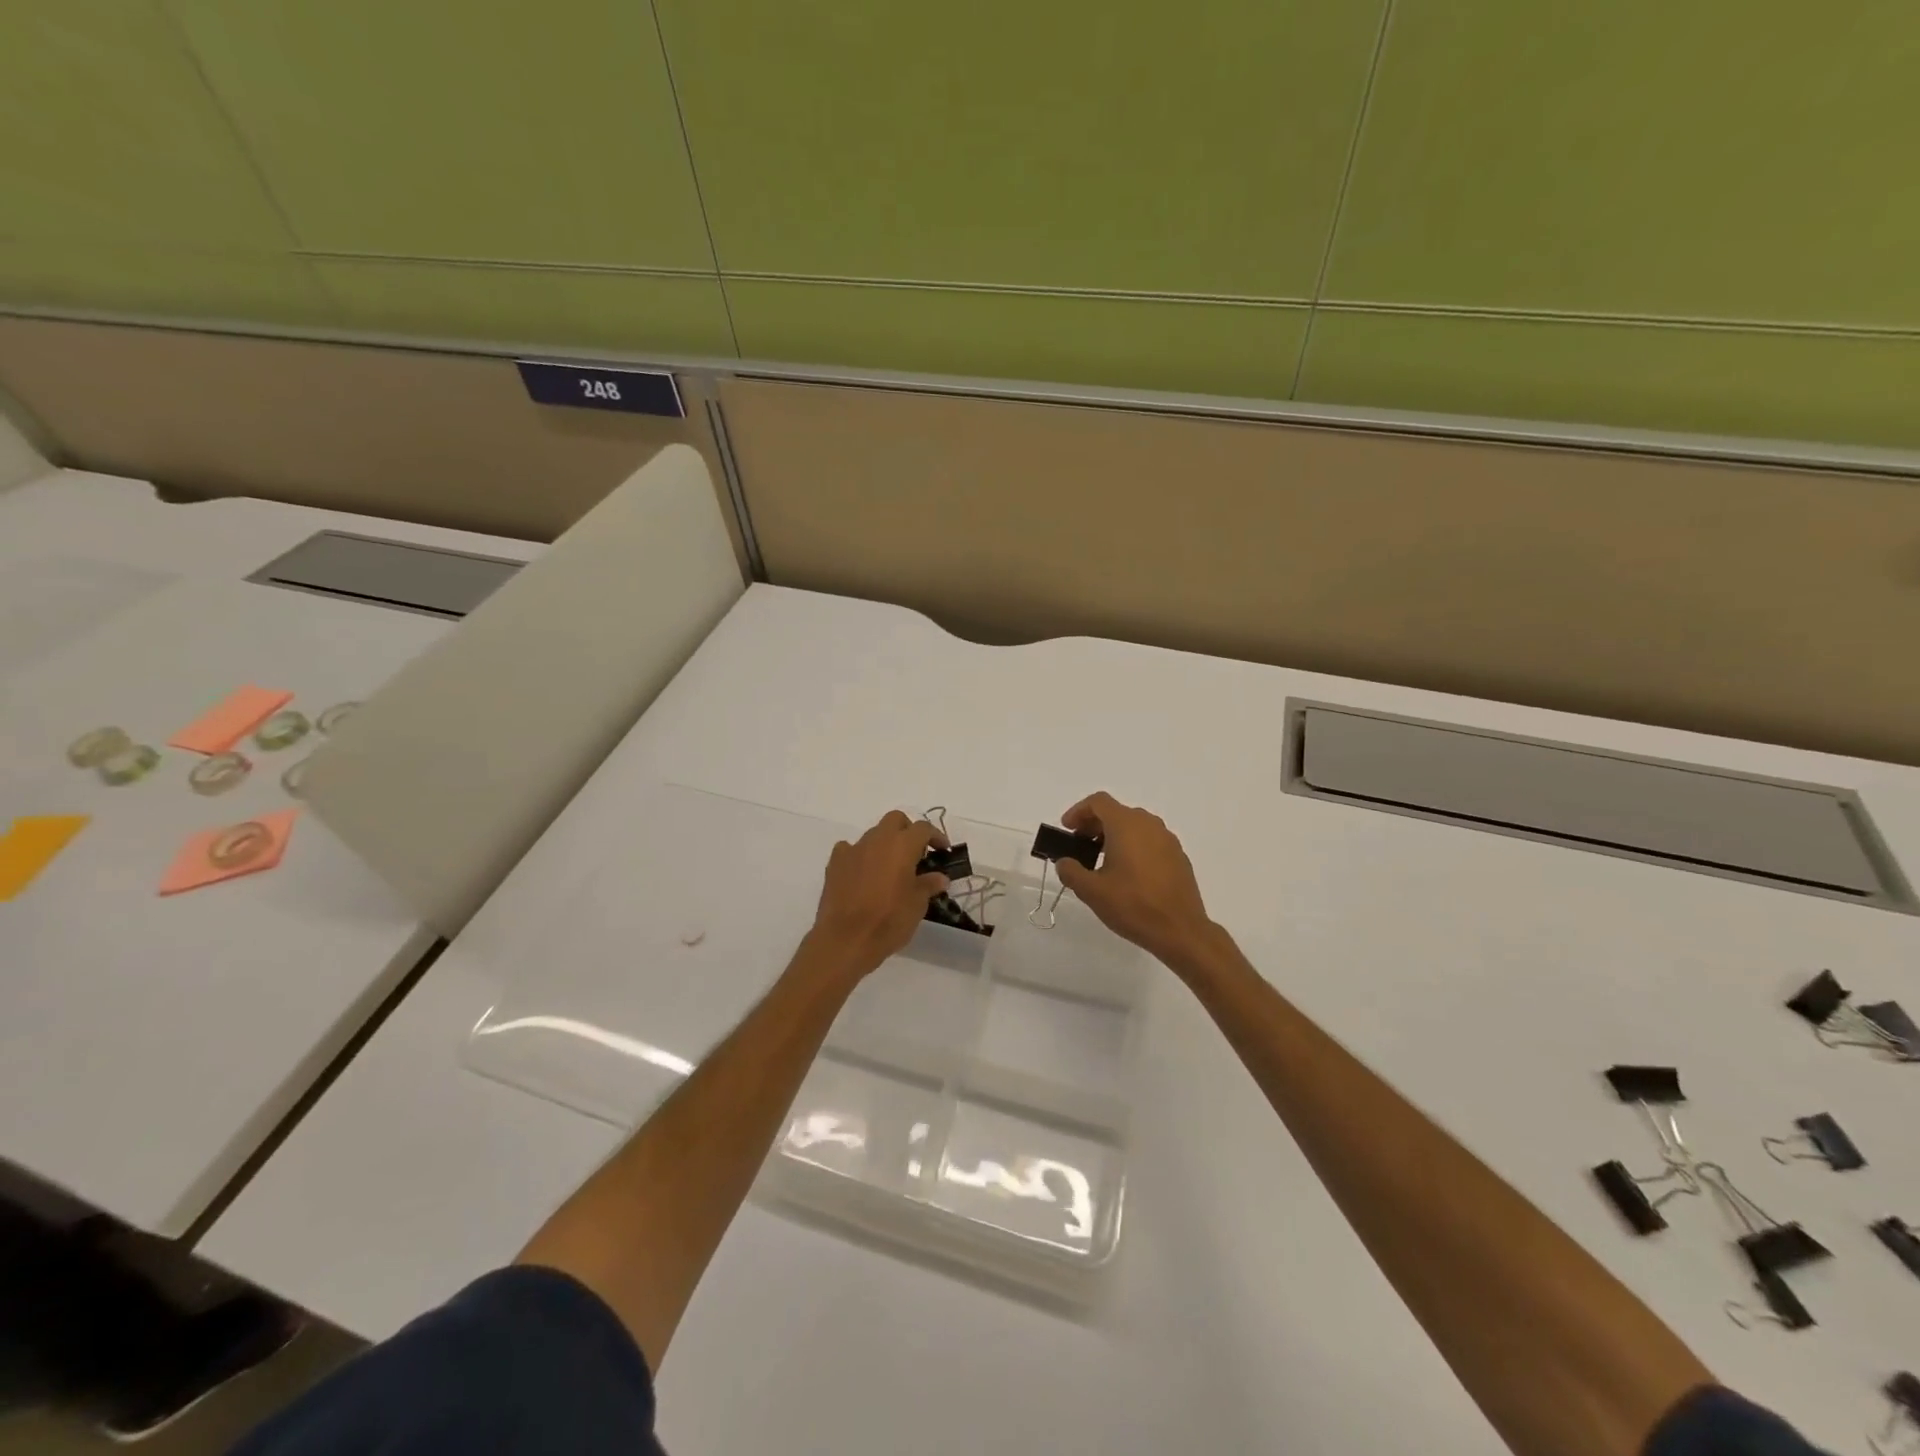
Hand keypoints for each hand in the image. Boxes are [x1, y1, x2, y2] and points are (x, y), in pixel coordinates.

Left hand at [805, 811, 947, 981]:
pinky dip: (860, 856)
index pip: (923, 828)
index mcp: (902, 845)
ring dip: (885, 844)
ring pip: (873, 834)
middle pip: (895, 820)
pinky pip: (850, 849)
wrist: (846, 940)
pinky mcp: (835, 863)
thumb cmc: (889, 921)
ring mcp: (853, 849)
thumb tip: (940, 877)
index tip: (943, 850)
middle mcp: (877, 840)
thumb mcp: (917, 905)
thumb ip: (929, 885)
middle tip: (917, 853)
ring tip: (890, 868)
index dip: (936, 836)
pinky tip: (864, 873)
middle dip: (908, 830)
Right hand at [1054, 792, 1216, 970]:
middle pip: (1117, 812)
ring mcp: (1167, 840)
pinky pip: (1150, 841)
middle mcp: (1149, 825)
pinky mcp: (1178, 856)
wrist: (1180, 930)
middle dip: (1095, 824)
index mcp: (1126, 825)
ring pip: (1135, 826)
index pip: (1098, 802)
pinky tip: (1128, 874)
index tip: (1067, 829)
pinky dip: (1134, 847)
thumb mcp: (1091, 891)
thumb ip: (1071, 871)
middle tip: (1081, 846)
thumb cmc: (1132, 905)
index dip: (1078, 811)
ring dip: (1114, 836)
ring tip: (1102, 861)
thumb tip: (1064, 862)